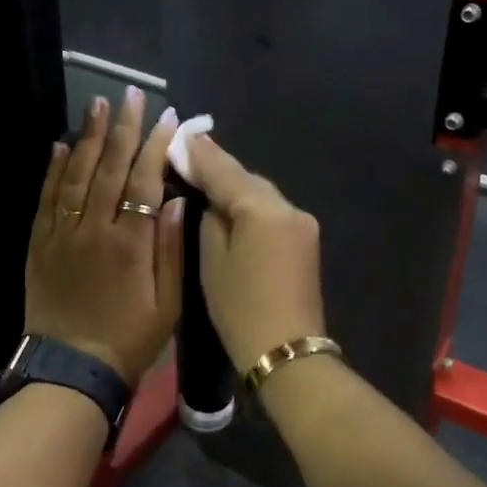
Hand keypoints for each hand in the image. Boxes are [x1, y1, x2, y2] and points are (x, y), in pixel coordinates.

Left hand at [25, 88, 184, 385]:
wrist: (70, 370)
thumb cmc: (129, 339)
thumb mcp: (169, 304)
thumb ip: (172, 250)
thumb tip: (177, 201)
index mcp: (130, 243)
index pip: (145, 181)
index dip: (157, 146)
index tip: (168, 119)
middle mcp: (94, 229)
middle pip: (110, 168)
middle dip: (124, 128)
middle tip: (131, 95)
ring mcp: (61, 234)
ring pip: (75, 175)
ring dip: (88, 137)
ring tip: (98, 106)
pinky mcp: (39, 244)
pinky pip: (46, 198)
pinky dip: (53, 169)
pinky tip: (60, 145)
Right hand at [184, 135, 326, 373]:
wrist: (288, 353)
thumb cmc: (241, 309)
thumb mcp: (213, 261)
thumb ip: (211, 218)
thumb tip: (212, 198)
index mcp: (263, 209)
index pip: (225, 171)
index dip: (200, 154)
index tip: (179, 134)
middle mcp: (289, 207)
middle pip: (247, 179)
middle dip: (219, 168)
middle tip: (188, 153)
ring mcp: (303, 224)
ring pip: (261, 195)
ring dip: (236, 186)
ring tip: (205, 176)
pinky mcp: (306, 241)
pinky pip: (272, 212)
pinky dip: (251, 206)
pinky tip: (233, 206)